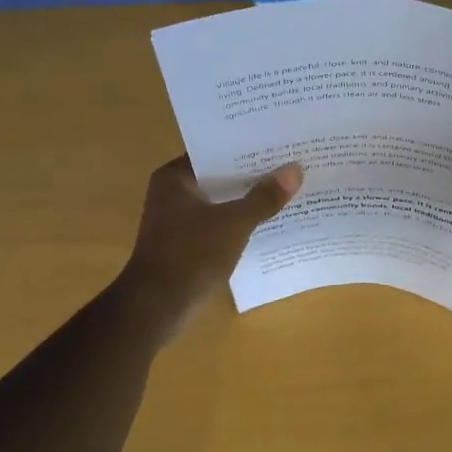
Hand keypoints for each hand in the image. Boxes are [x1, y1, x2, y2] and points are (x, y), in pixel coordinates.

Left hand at [119, 156, 303, 335]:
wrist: (157, 306)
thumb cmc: (191, 255)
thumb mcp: (234, 223)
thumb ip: (264, 197)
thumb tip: (295, 170)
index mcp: (175, 178)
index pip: (215, 152)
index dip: (247, 149)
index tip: (278, 145)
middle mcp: (172, 193)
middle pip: (220, 177)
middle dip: (252, 176)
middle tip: (291, 166)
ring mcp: (177, 221)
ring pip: (220, 203)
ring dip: (247, 201)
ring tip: (287, 192)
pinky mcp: (185, 244)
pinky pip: (218, 225)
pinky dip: (238, 223)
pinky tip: (268, 224)